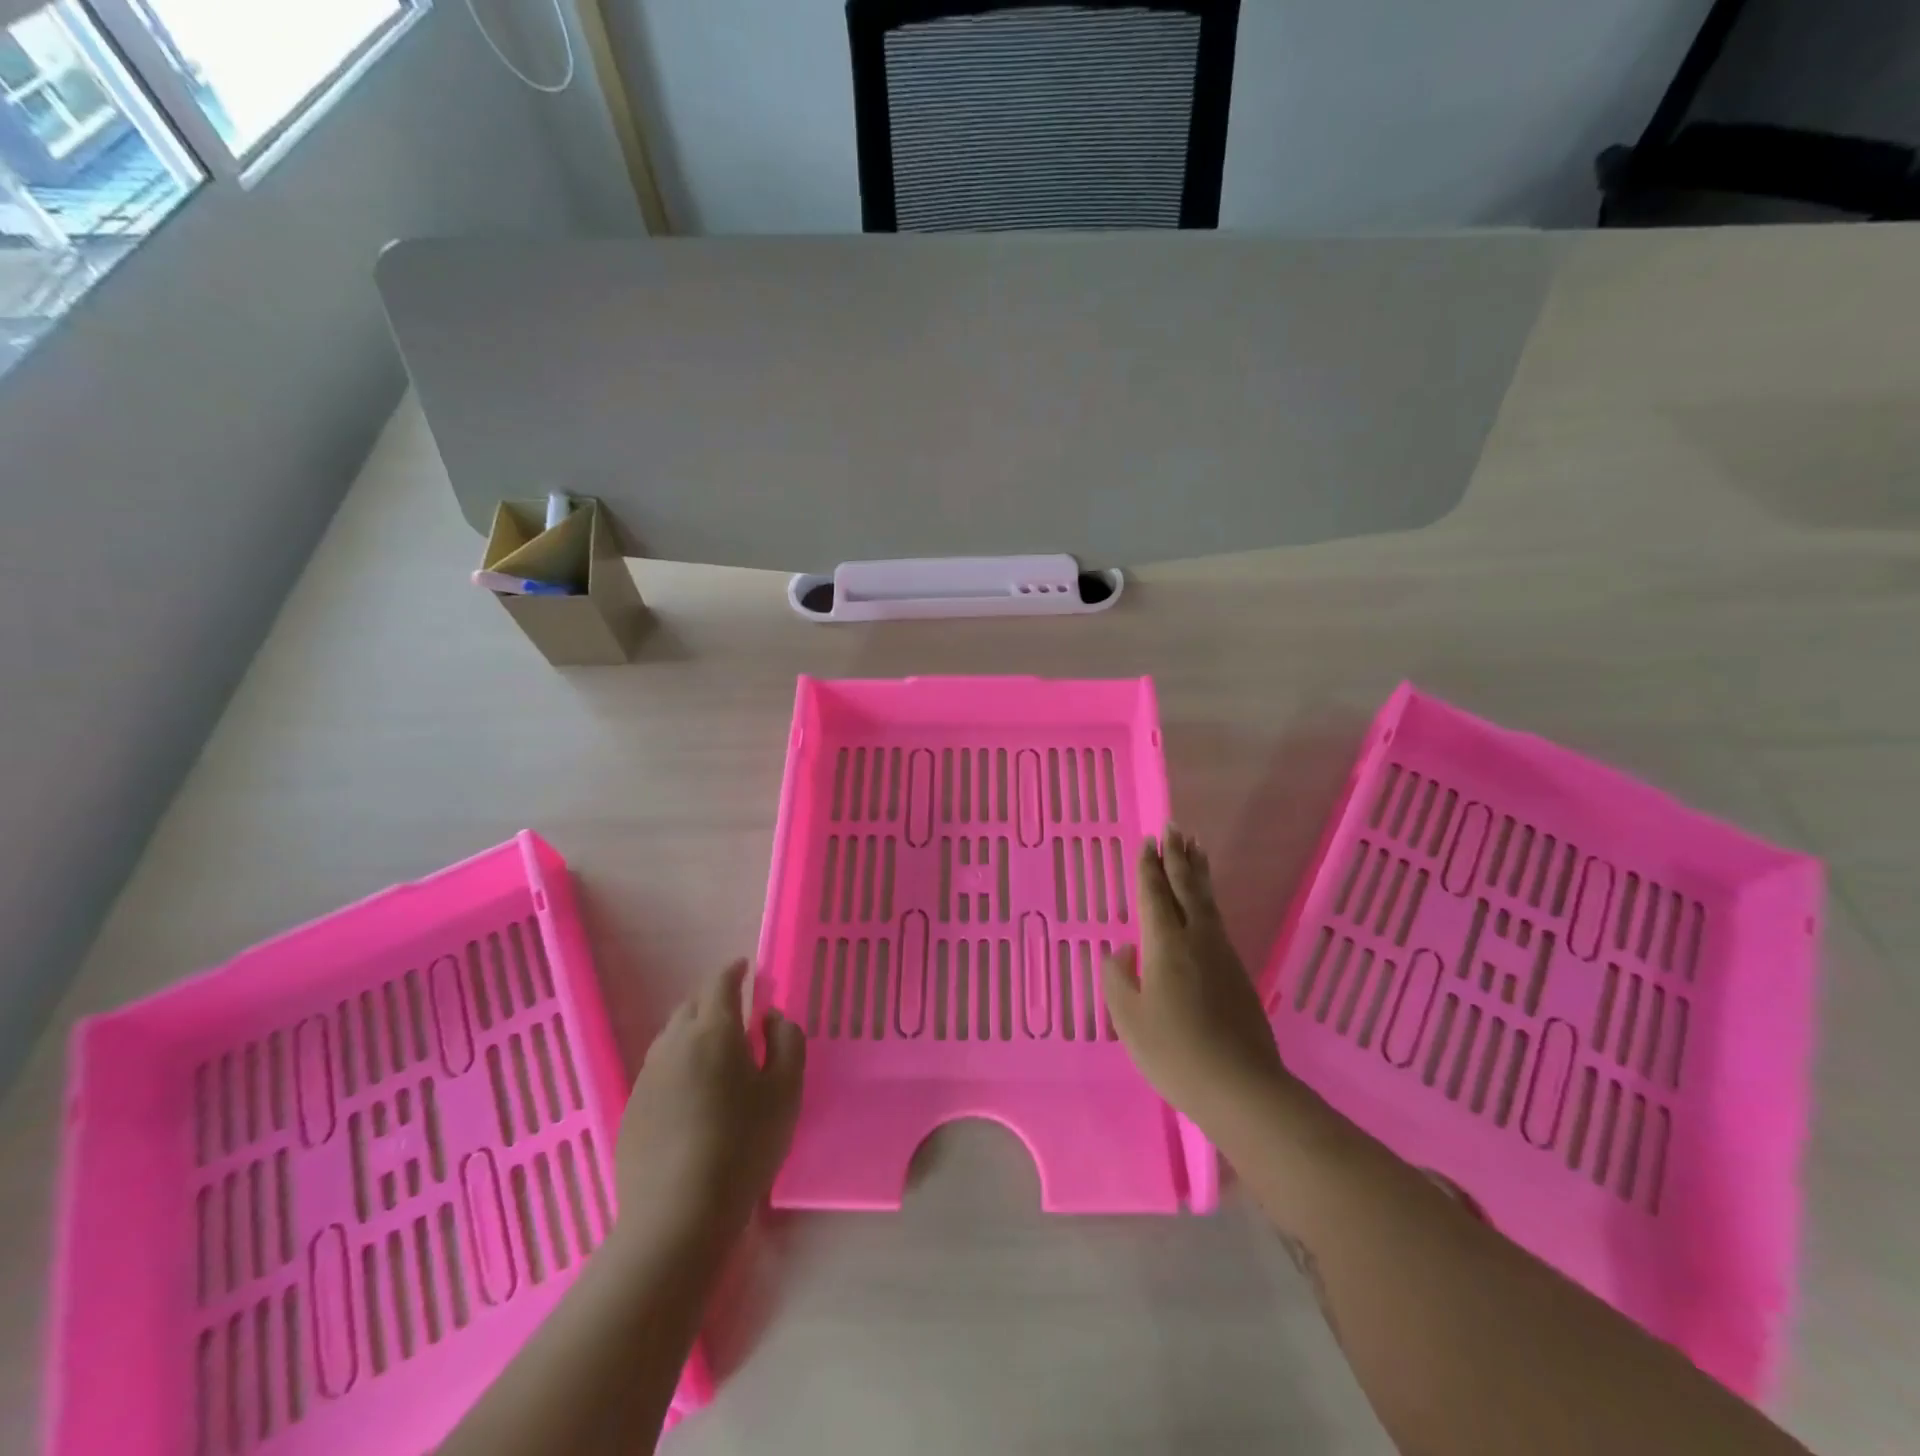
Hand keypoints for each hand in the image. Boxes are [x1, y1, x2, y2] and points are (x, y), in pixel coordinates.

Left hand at [613, 961, 804, 1258]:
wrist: (677, 1217)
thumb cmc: (744, 1146)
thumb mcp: (786, 1091)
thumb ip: (787, 1042)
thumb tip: (771, 1017)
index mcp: (714, 1030)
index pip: (720, 983)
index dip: (734, 971)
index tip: (745, 968)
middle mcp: (674, 1043)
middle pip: (691, 1006)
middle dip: (714, 1000)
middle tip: (737, 1013)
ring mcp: (647, 1077)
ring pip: (671, 1037)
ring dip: (694, 1032)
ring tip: (716, 1053)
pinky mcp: (632, 1109)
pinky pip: (659, 1069)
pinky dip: (678, 1064)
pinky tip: (691, 1094)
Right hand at [1102, 830, 1291, 1129]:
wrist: (1242, 1088)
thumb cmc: (1174, 1053)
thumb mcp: (1129, 1020)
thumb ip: (1119, 979)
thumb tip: (1122, 950)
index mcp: (1165, 945)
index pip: (1154, 896)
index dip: (1149, 868)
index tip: (1148, 841)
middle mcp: (1196, 939)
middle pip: (1186, 888)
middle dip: (1178, 857)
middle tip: (1175, 828)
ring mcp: (1222, 954)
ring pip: (1207, 901)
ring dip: (1198, 872)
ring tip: (1195, 848)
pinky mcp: (1238, 972)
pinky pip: (1217, 919)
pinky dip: (1208, 898)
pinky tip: (1205, 904)